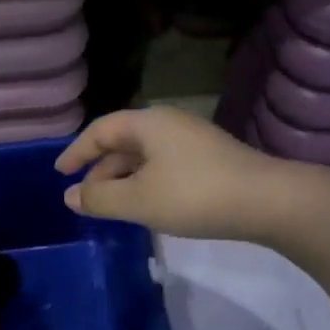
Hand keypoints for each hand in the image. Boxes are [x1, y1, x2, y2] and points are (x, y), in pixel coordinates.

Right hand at [55, 107, 296, 242]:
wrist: (270, 201)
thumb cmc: (195, 195)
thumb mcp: (139, 200)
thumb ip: (99, 199)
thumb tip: (70, 196)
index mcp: (147, 123)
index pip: (100, 131)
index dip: (76, 152)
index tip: (60, 173)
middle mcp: (168, 124)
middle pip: (122, 142)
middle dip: (100, 170)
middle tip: (84, 198)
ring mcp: (192, 141)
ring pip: (144, 157)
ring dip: (123, 179)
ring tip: (112, 206)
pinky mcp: (210, 160)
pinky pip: (164, 166)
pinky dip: (145, 182)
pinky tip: (147, 205)